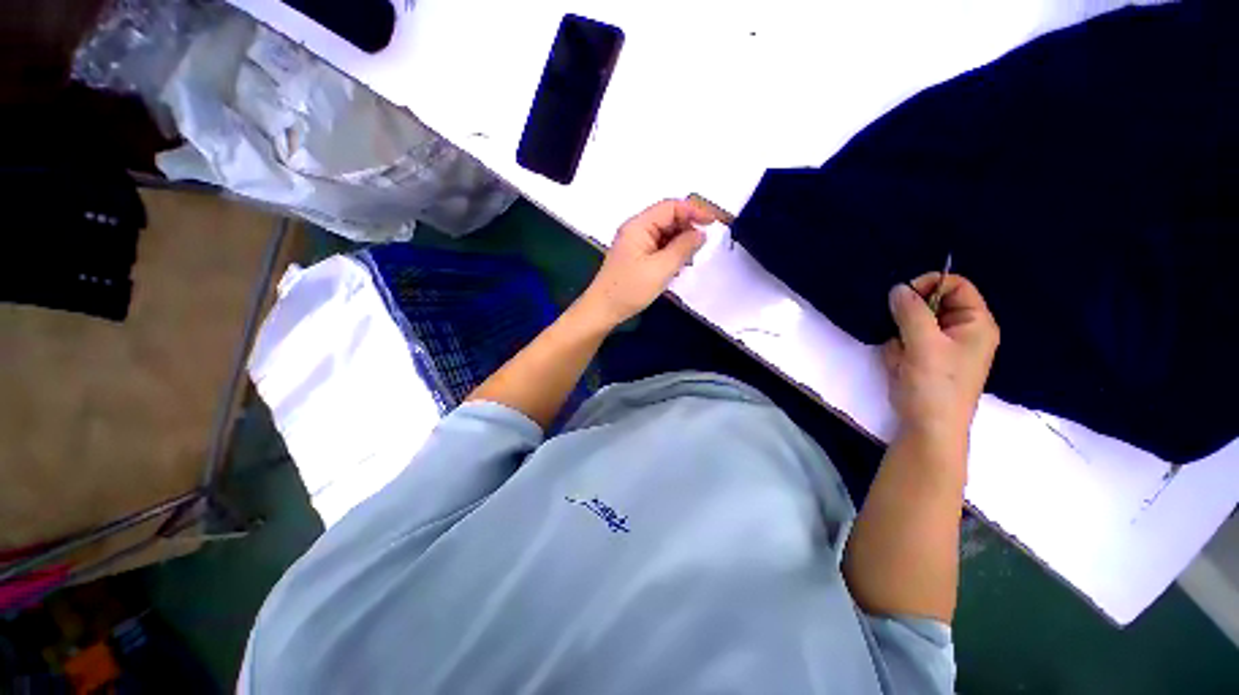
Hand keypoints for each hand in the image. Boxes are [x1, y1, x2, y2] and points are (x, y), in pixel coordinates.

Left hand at [578, 199, 713, 328]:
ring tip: (690, 260)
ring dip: (681, 243)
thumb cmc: (629, 289)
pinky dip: (672, 253)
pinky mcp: (637, 257)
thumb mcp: (661, 269)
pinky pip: (659, 248)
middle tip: (702, 247)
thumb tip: (701, 234)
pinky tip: (678, 267)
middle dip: (687, 229)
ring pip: (665, 234)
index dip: (693, 211)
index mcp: (639, 225)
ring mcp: (636, 244)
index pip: (670, 207)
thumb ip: (683, 248)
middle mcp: (637, 229)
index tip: (713, 223)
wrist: (603, 310)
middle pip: (668, 219)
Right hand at [882, 273, 999, 445]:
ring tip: (903, 357)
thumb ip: (910, 311)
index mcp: (975, 323)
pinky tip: (900, 365)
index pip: (955, 285)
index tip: (902, 298)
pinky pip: (905, 341)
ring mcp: (942, 345)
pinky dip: (898, 350)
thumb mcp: (923, 343)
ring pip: (912, 323)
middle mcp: (962, 330)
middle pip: (931, 304)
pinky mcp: (925, 358)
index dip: (929, 285)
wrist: (927, 425)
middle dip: (909, 318)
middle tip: (901, 333)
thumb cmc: (935, 384)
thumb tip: (897, 288)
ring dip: (900, 337)